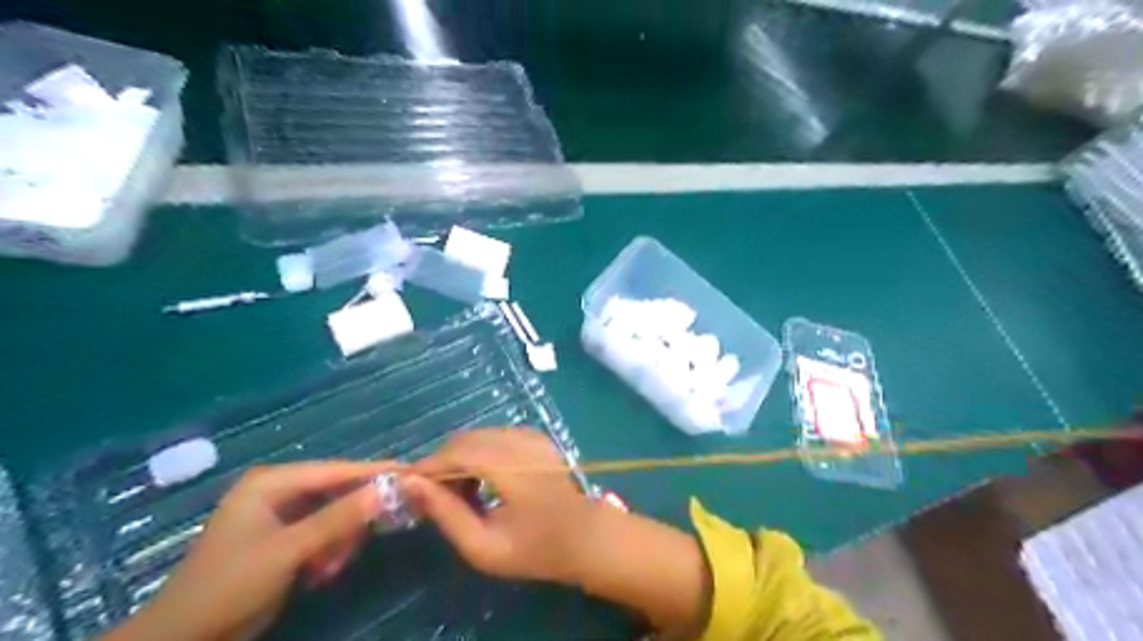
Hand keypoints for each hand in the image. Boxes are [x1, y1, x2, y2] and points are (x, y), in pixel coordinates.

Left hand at [108, 460, 392, 639]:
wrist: (184, 640)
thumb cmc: (229, 586)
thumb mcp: (287, 551)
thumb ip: (338, 518)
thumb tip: (387, 488)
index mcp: (272, 482)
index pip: (336, 469)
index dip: (375, 471)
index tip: (412, 473)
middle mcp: (279, 490)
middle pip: (338, 490)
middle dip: (353, 517)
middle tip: (368, 538)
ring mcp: (282, 514)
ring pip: (335, 514)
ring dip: (340, 540)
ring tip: (330, 567)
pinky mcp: (285, 538)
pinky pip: (325, 532)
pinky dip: (330, 550)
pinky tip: (321, 572)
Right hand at [402, 425, 592, 584]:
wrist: (585, 537)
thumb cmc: (535, 549)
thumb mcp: (483, 546)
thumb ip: (446, 513)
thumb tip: (411, 485)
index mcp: (508, 467)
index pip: (454, 454)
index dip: (427, 468)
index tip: (409, 488)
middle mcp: (519, 441)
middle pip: (465, 440)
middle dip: (443, 463)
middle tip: (437, 496)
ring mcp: (530, 435)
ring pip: (479, 435)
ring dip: (461, 457)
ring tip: (463, 493)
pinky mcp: (537, 437)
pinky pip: (496, 436)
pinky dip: (480, 452)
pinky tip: (485, 479)